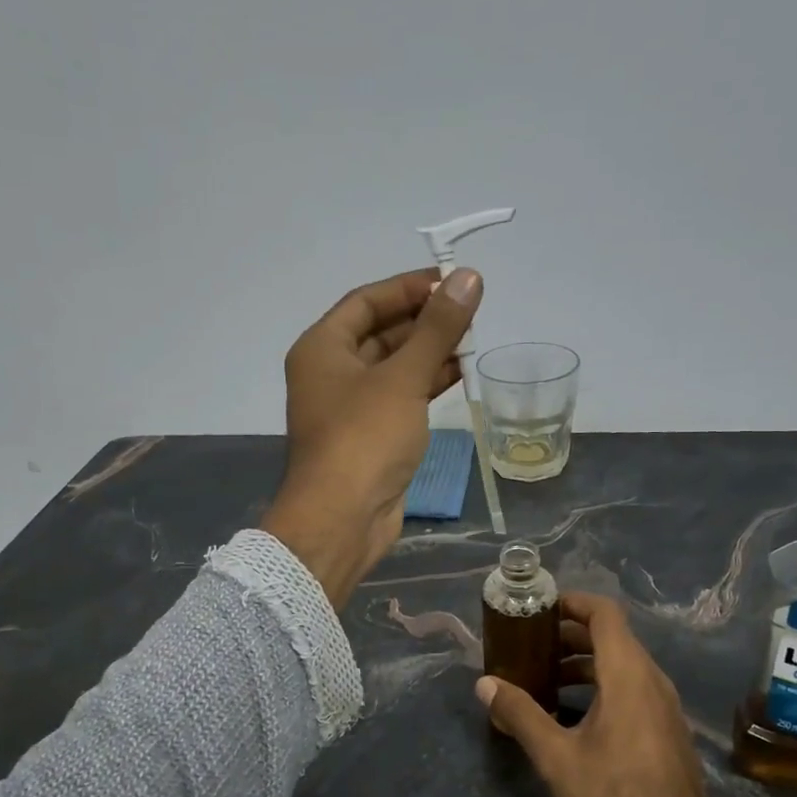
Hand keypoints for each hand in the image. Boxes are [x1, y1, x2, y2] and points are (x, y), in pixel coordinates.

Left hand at [261, 267, 481, 607]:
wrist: (343, 519)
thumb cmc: (364, 438)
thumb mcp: (403, 377)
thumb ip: (437, 328)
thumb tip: (469, 277)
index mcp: (322, 348)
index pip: (366, 301)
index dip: (408, 288)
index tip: (453, 281)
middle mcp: (331, 372)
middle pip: (380, 333)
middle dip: (424, 321)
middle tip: (470, 311)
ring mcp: (350, 407)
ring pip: (394, 367)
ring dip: (430, 352)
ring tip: (474, 338)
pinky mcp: (371, 436)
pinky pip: (401, 397)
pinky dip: (427, 383)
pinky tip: (461, 372)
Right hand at [474, 593, 744, 796]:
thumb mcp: (556, 757)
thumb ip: (520, 713)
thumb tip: (485, 684)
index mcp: (627, 674)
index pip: (604, 613)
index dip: (572, 602)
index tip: (539, 610)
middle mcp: (651, 679)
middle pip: (611, 636)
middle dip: (568, 635)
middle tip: (529, 646)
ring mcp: (663, 705)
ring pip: (621, 664)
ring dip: (583, 662)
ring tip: (544, 679)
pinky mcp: (666, 728)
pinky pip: (631, 687)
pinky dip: (600, 684)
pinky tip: (572, 714)